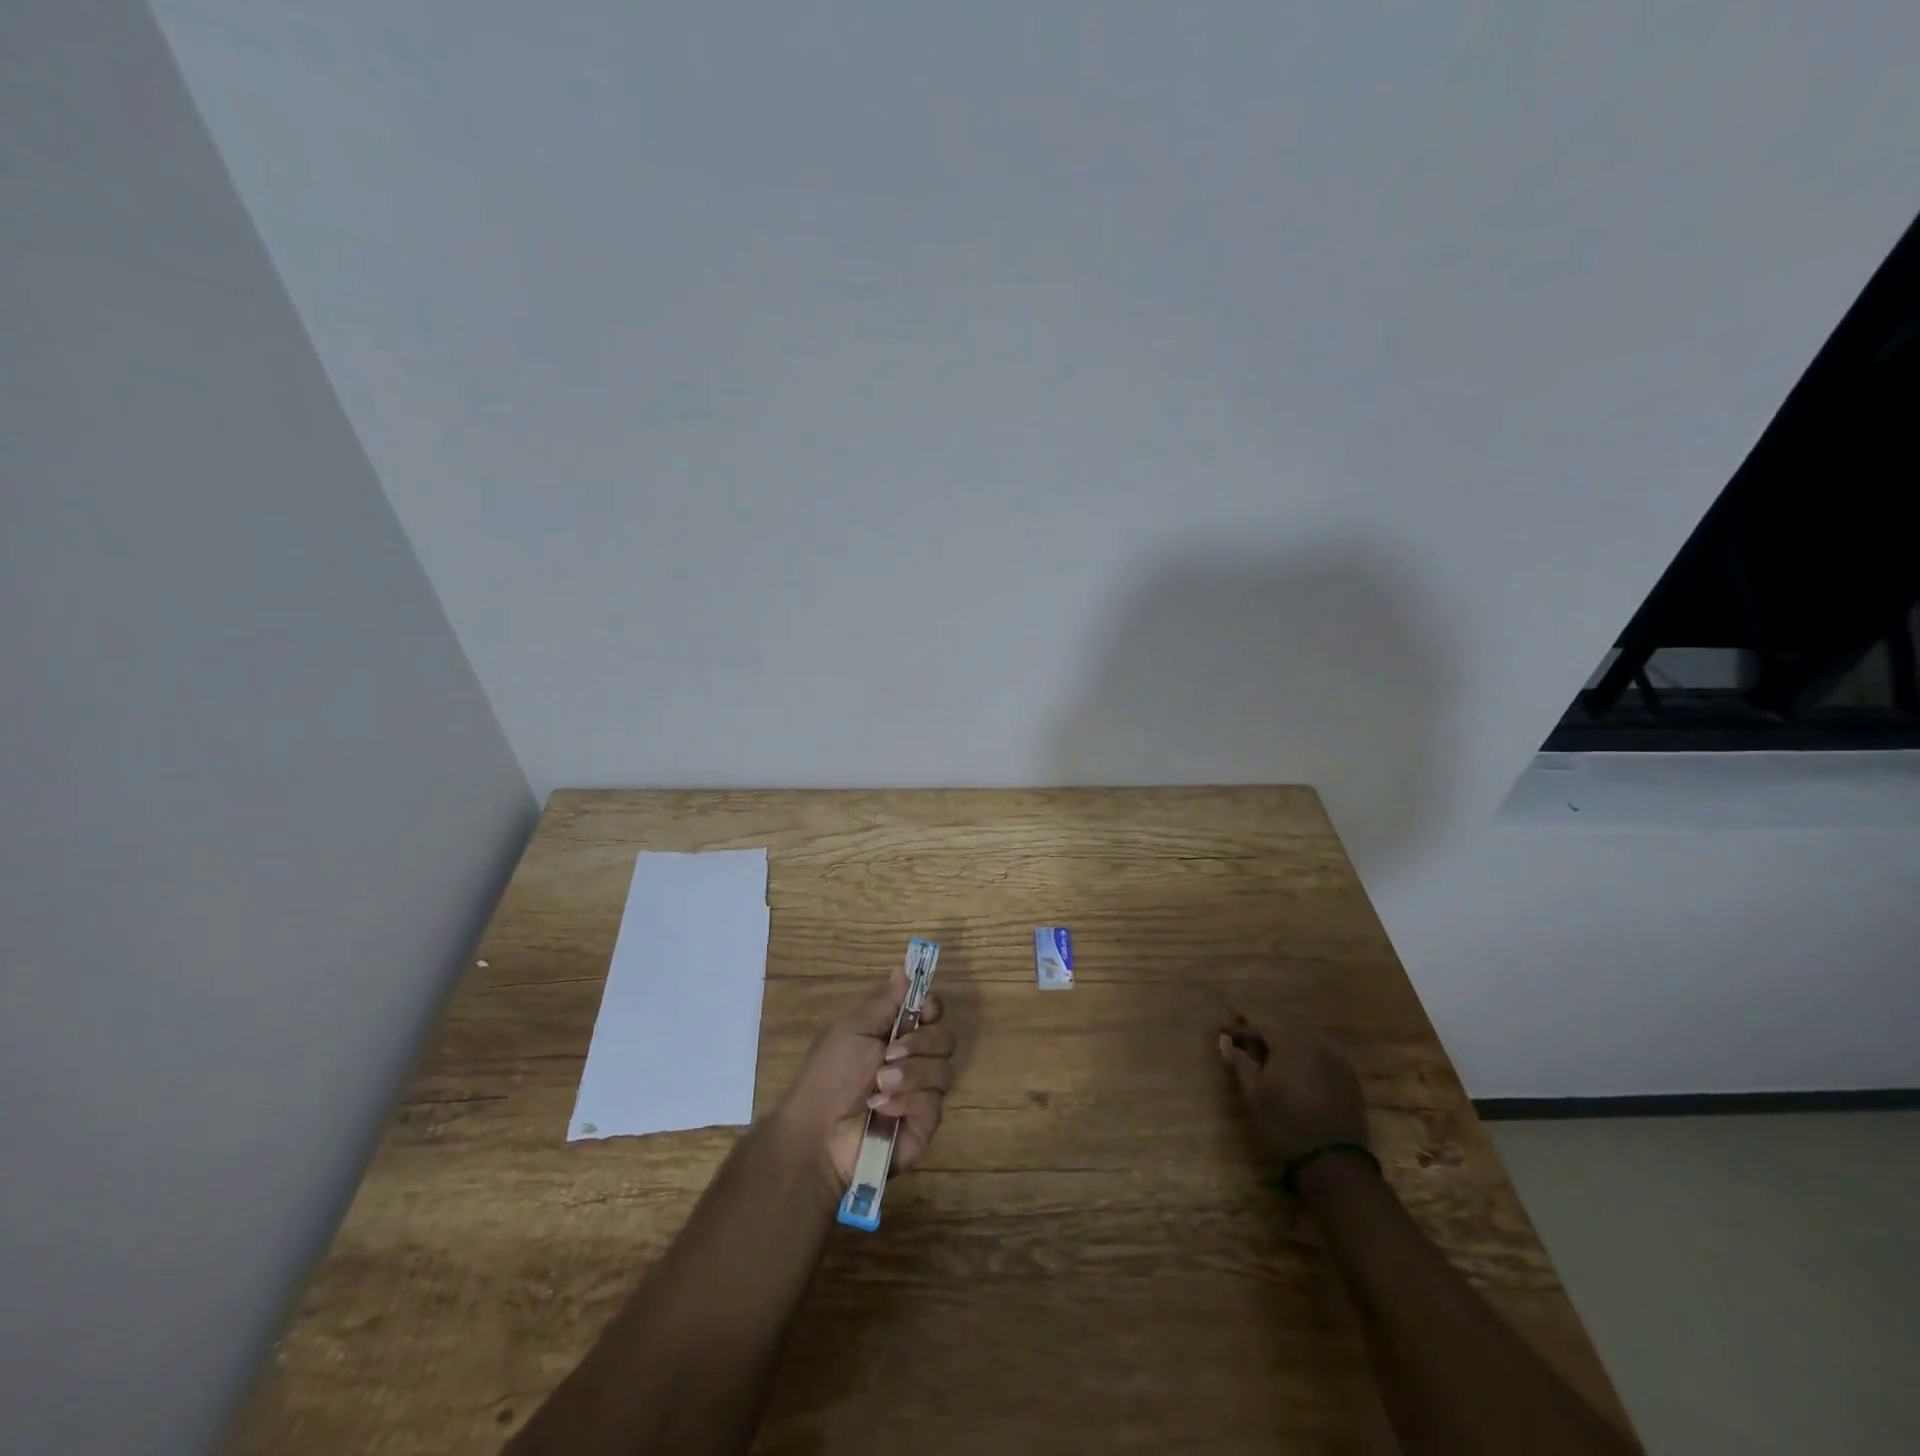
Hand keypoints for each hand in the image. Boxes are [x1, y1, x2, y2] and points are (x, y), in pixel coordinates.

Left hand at [772, 968, 954, 1189]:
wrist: (818, 1134)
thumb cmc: (829, 1075)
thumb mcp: (853, 1030)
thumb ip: (884, 1001)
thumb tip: (904, 968)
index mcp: (896, 1034)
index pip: (932, 1012)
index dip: (932, 1008)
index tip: (923, 1010)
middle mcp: (914, 1060)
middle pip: (945, 1037)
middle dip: (920, 1042)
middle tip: (890, 1052)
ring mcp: (922, 1093)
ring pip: (943, 1069)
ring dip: (910, 1073)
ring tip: (879, 1084)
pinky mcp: (925, 1124)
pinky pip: (933, 1102)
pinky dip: (906, 1101)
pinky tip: (882, 1108)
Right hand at [1217, 1010, 1368, 1167]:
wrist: (1334, 1162)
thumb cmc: (1285, 1123)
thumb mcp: (1254, 1093)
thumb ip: (1240, 1062)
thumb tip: (1226, 1043)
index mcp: (1290, 1041)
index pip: (1260, 1025)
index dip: (1241, 1030)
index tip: (1227, 1038)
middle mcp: (1316, 1041)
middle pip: (1284, 1028)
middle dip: (1265, 1036)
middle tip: (1249, 1051)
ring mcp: (1337, 1058)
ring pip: (1305, 1040)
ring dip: (1287, 1046)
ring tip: (1273, 1063)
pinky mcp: (1350, 1076)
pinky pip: (1323, 1055)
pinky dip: (1307, 1058)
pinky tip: (1299, 1075)